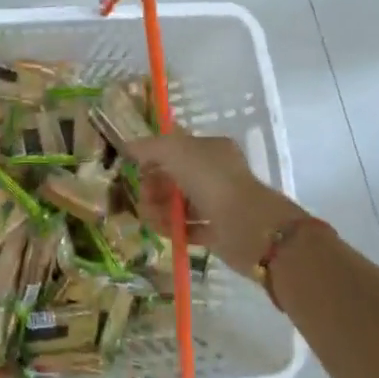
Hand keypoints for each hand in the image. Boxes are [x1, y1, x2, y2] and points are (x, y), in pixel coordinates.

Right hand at [127, 132, 307, 275]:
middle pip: (174, 177)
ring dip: (159, 209)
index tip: (135, 168)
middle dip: (153, 186)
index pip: (176, 147)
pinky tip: (162, 230)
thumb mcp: (175, 151)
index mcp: (211, 148)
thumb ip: (149, 147)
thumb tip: (128, 146)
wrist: (249, 227)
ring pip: (179, 203)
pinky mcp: (217, 231)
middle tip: (143, 197)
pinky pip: (188, 227)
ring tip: (150, 218)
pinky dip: (173, 228)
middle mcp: (215, 173)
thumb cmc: (212, 181)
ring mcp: (217, 202)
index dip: (153, 156)